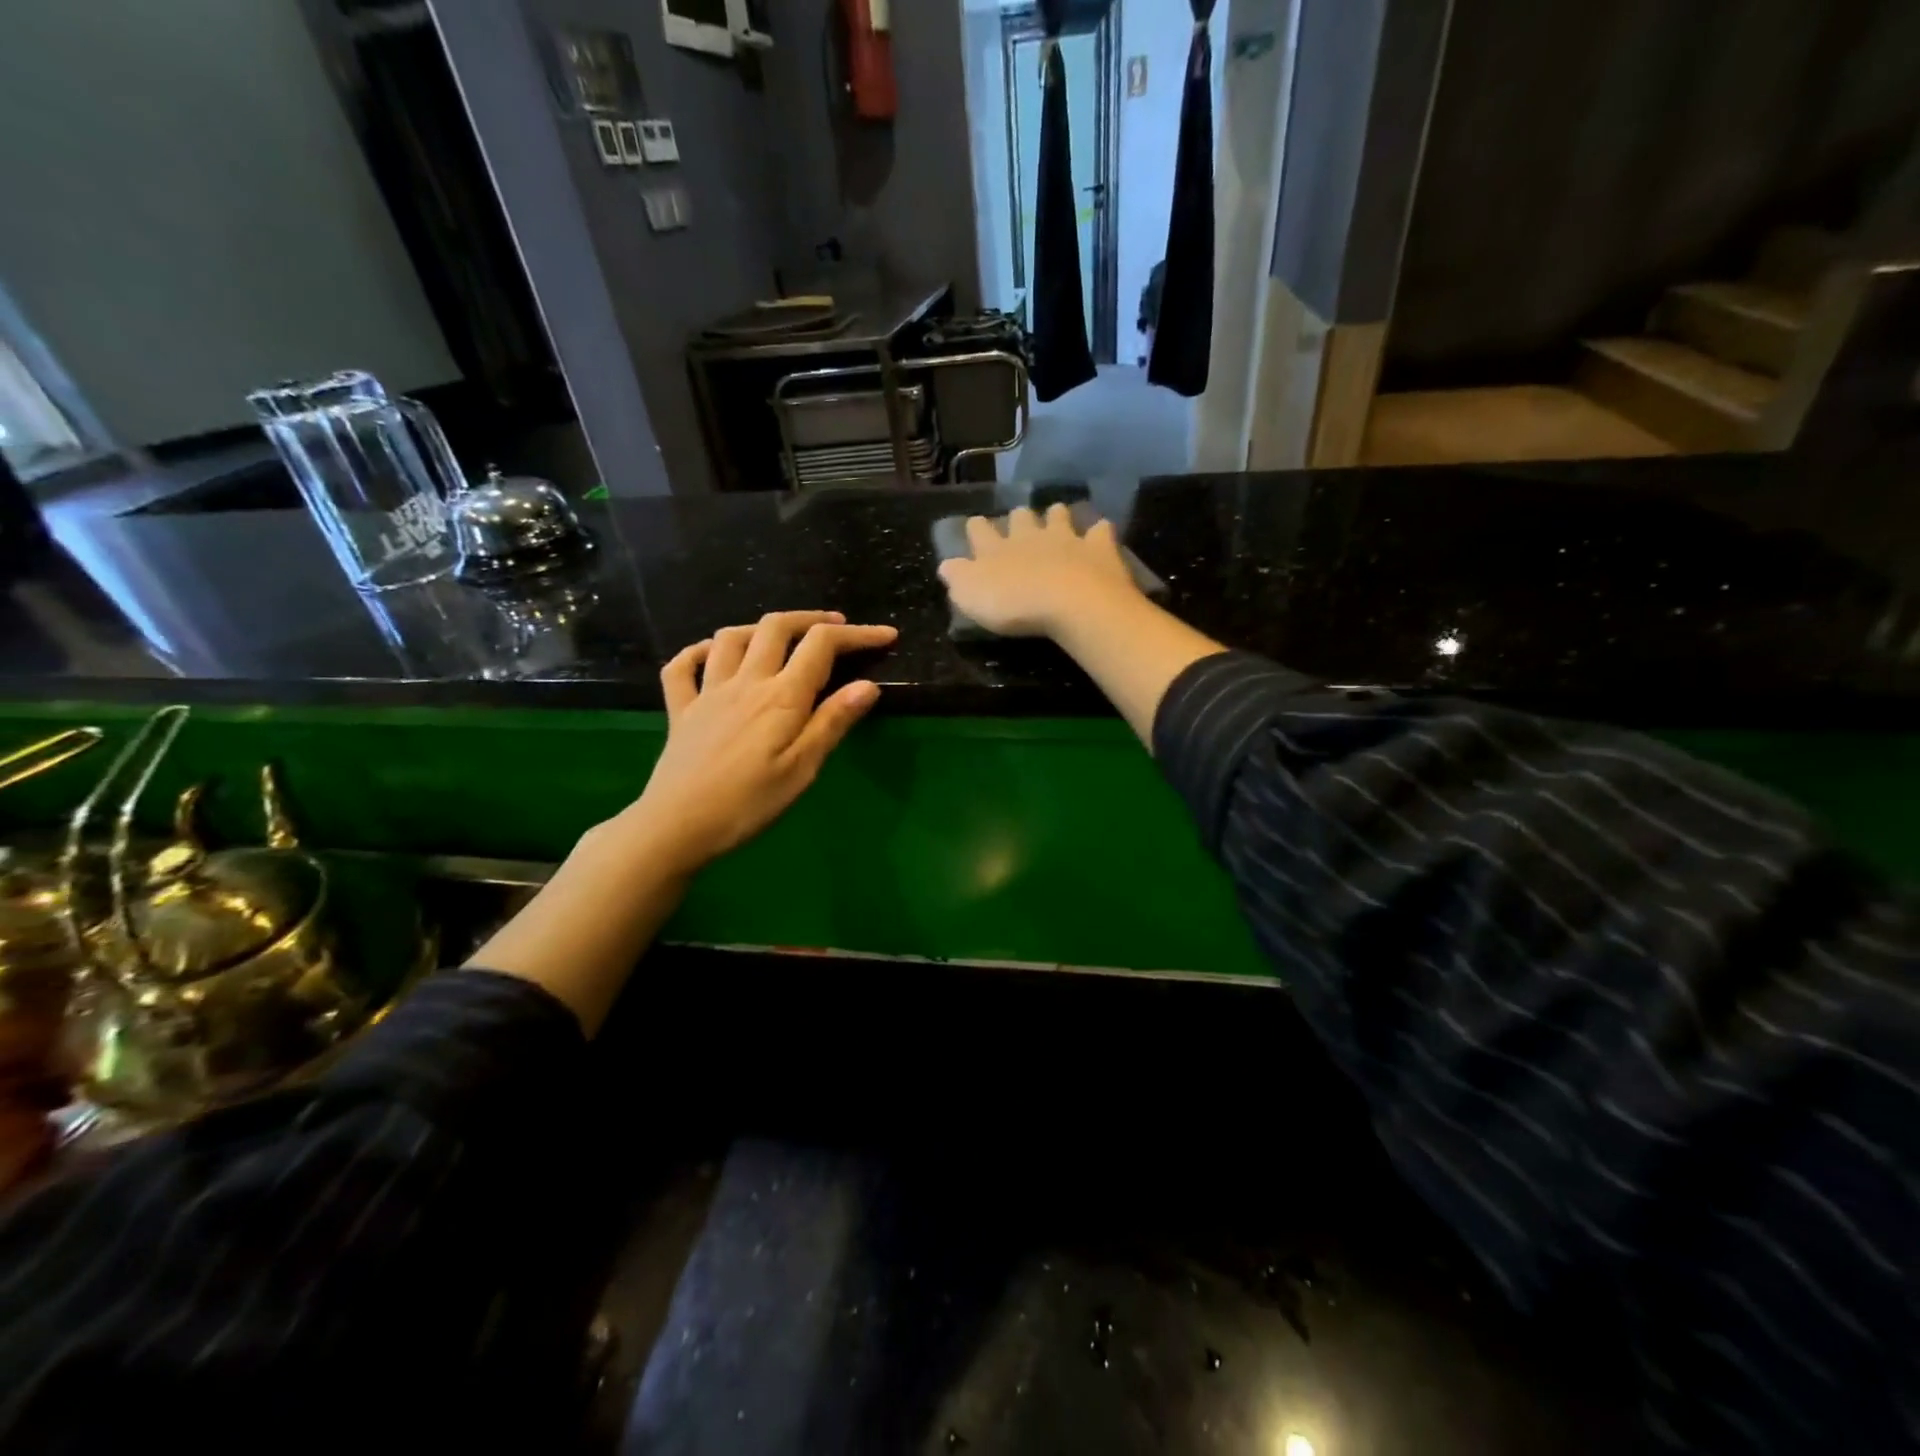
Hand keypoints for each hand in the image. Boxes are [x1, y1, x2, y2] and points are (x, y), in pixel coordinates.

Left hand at [627, 611, 897, 873]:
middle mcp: (745, 682)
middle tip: (836, 628)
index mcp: (781, 696)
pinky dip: (699, 651)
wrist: (677, 826)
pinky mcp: (681, 710)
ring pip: (731, 637)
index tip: (886, 636)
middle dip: (811, 619)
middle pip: (776, 627)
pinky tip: (712, 654)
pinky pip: (682, 666)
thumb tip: (868, 684)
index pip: (822, 646)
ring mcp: (708, 692)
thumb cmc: (748, 803)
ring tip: (781, 637)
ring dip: (760, 628)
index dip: (857, 634)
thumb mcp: (802, 769)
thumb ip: (833, 722)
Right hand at [937, 503, 1142, 637]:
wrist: (1070, 601)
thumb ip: (958, 578)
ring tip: (1057, 516)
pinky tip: (1100, 532)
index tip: (975, 524)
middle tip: (1020, 520)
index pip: (979, 531)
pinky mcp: (1098, 548)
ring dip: (1056, 516)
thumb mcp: (971, 596)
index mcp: (996, 549)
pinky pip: (1100, 531)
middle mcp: (1029, 536)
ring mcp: (1066, 538)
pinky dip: (1099, 530)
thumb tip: (946, 564)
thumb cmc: (1014, 603)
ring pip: (1058, 516)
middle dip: (1018, 518)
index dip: (976, 528)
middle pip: (1021, 518)